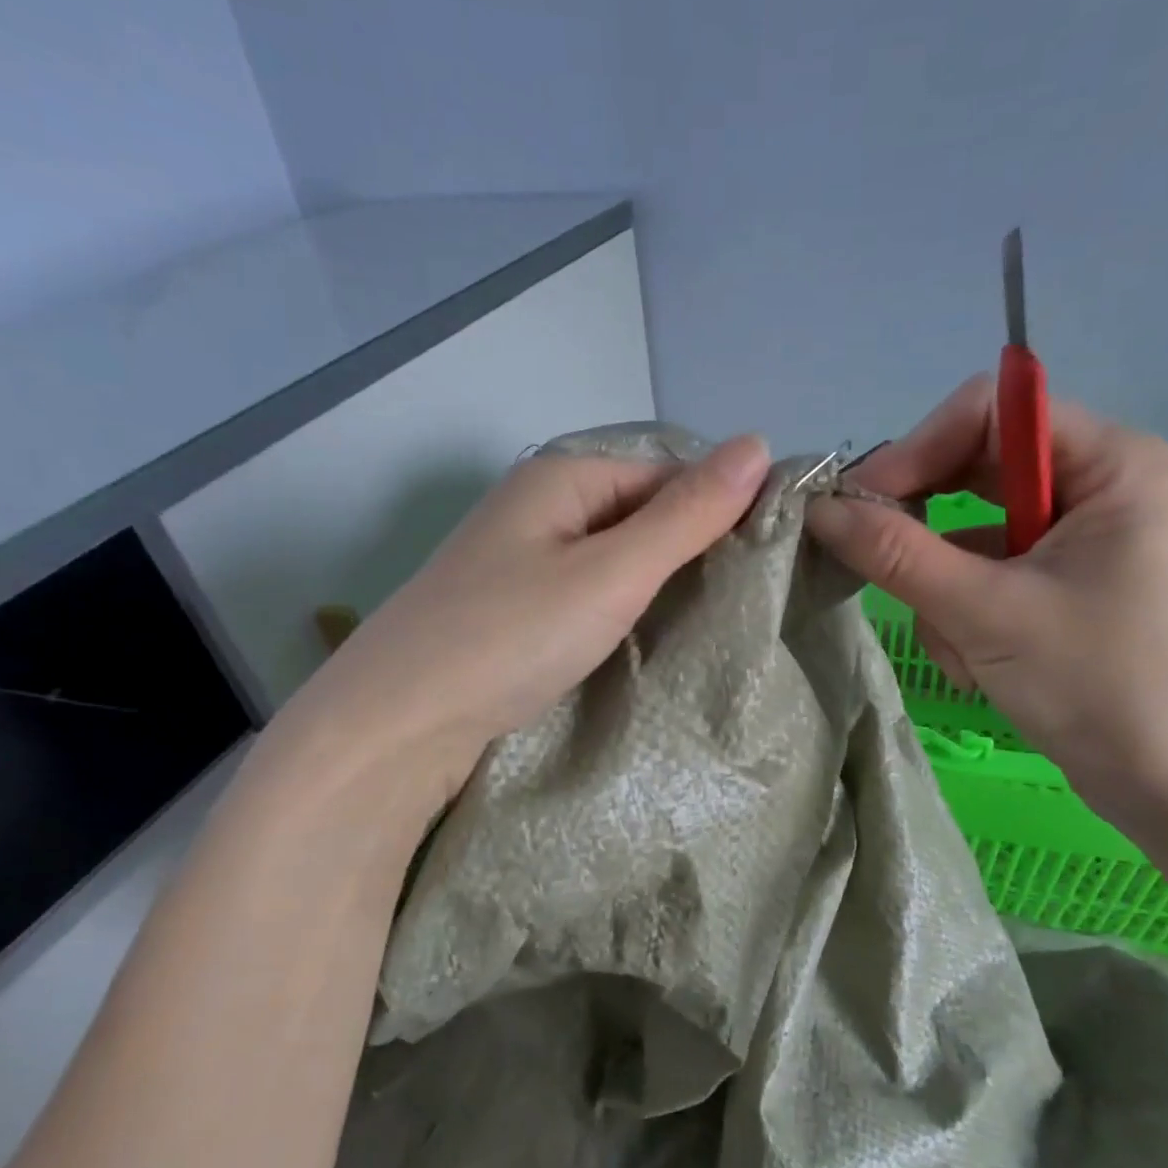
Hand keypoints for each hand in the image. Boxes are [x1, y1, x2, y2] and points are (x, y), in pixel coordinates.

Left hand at [259, 435, 772, 817]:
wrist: (400, 724)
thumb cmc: (512, 636)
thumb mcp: (612, 572)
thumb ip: (685, 515)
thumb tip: (759, 443)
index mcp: (561, 478)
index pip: (666, 471)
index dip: (718, 507)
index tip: (767, 558)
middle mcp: (537, 508)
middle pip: (637, 514)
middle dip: (689, 551)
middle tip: (743, 600)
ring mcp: (519, 561)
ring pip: (612, 559)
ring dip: (656, 586)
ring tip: (707, 623)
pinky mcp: (511, 611)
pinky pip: (584, 595)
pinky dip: (619, 612)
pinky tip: (643, 639)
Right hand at [807, 376, 1167, 824]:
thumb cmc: (1101, 684)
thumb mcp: (986, 612)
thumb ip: (896, 554)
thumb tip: (818, 509)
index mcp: (1112, 463)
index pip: (992, 413)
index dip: (917, 450)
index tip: (859, 504)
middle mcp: (1100, 488)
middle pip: (978, 471)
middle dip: (928, 530)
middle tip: (877, 563)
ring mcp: (1082, 543)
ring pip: (973, 535)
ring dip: (947, 590)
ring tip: (964, 648)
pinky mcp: (1063, 590)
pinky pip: (988, 577)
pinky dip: (967, 617)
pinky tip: (979, 666)